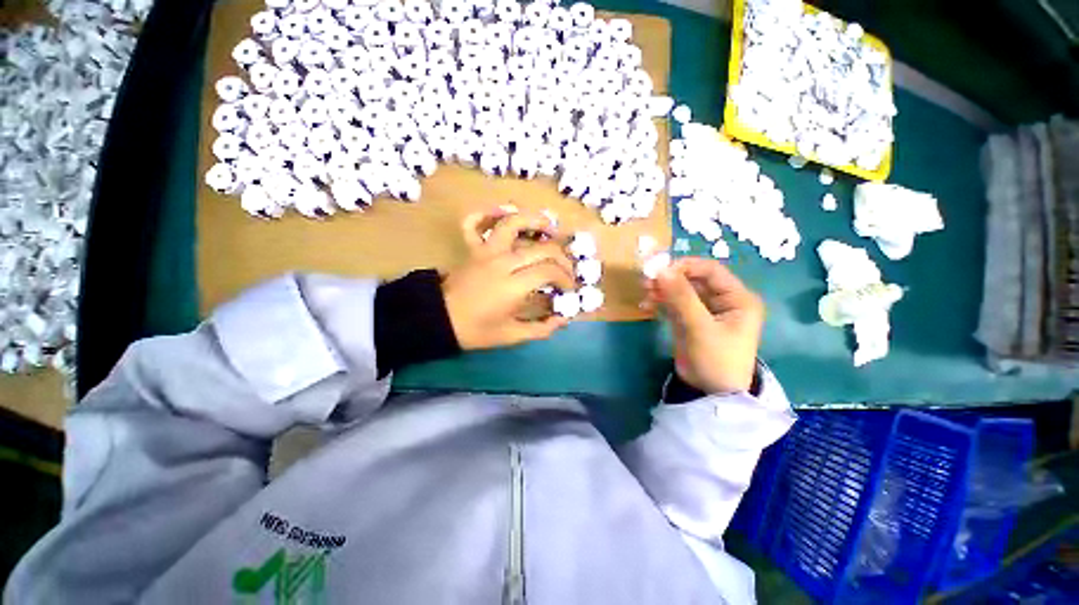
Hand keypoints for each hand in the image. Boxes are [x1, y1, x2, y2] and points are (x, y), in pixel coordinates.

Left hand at [444, 210, 574, 349]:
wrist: (439, 320)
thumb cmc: (476, 331)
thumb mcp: (511, 336)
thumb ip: (541, 329)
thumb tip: (563, 320)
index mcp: (513, 286)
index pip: (549, 271)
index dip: (565, 278)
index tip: (569, 289)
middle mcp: (503, 262)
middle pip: (542, 249)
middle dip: (562, 258)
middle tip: (567, 270)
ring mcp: (486, 251)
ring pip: (513, 224)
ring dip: (536, 222)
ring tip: (551, 229)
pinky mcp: (473, 248)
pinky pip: (475, 223)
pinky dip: (487, 213)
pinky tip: (503, 213)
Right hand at [643, 257, 763, 393]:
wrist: (711, 394)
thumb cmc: (716, 360)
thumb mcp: (700, 327)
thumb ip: (681, 297)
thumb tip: (660, 269)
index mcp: (738, 298)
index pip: (711, 270)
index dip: (685, 266)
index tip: (660, 270)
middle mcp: (723, 300)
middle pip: (694, 280)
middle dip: (670, 279)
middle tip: (646, 282)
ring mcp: (705, 311)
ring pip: (682, 291)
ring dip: (663, 290)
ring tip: (644, 293)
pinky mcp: (690, 321)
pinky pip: (674, 304)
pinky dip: (661, 302)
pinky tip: (647, 304)